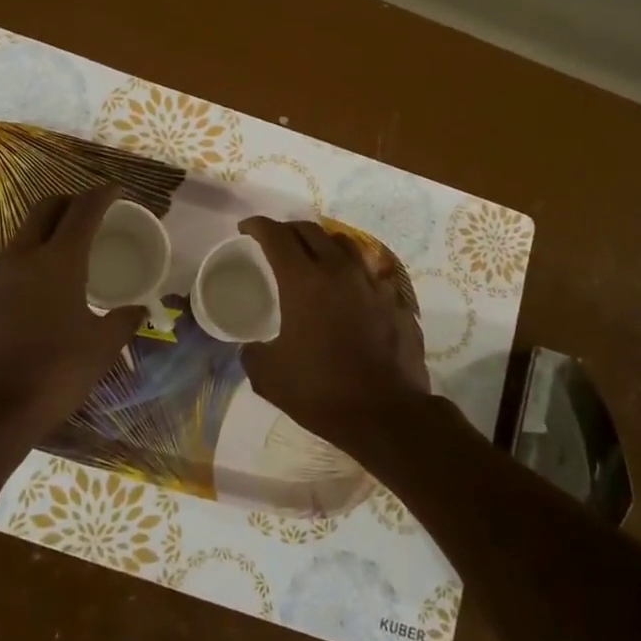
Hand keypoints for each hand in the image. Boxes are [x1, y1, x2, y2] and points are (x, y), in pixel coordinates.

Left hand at [0, 186, 143, 434]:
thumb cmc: (56, 372)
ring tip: (68, 246)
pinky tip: (43, 286)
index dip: (102, 195)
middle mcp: (24, 258)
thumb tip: (140, 310)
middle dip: (69, 200)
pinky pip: (10, 265)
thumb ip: (123, 321)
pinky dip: (31, 259)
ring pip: (23, 234)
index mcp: (59, 261)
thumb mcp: (102, 347)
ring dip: (46, 229)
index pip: (83, 211)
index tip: (116, 189)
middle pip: (45, 209)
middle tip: (90, 210)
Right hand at [237, 217, 433, 464]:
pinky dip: (351, 270)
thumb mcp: (268, 376)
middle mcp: (339, 270)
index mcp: (303, 280)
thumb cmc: (322, 391)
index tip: (245, 228)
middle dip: (288, 229)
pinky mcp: (395, 300)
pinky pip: (369, 271)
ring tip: (313, 255)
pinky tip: (347, 288)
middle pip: (311, 231)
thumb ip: (252, 352)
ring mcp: (372, 283)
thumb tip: (250, 347)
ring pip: (345, 243)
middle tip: (275, 241)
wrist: (387, 415)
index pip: (276, 235)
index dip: (257, 226)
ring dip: (322, 242)